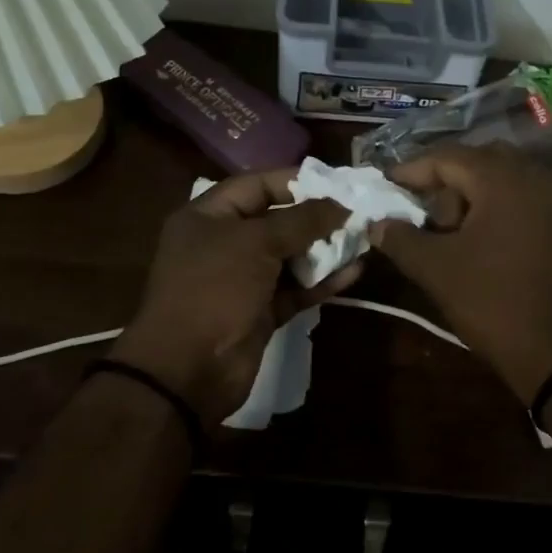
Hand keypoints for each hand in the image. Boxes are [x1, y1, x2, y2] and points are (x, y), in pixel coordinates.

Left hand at [113, 169, 360, 426]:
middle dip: (317, 217)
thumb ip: (301, 220)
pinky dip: (322, 281)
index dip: (296, 181)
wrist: (187, 371)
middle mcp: (224, 243)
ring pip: (290, 256)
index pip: (257, 185)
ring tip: (364, 239)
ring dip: (325, 249)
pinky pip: (296, 289)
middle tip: (358, 213)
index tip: (337, 183)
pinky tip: (354, 272)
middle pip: (277, 220)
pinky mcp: (260, 311)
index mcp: (209, 216)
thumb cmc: (215, 289)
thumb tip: (341, 205)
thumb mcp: (256, 243)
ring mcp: (243, 280)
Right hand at [372, 146, 551, 405]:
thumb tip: (377, 223)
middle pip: (479, 161)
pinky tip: (481, 243)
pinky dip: (497, 209)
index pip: (448, 157)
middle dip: (446, 181)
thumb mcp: (437, 270)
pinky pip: (524, 200)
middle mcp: (535, 178)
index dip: (412, 170)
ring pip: (504, 180)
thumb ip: (401, 239)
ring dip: (472, 196)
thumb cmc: (494, 302)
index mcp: (503, 180)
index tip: (386, 186)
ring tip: (449, 232)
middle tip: (422, 211)